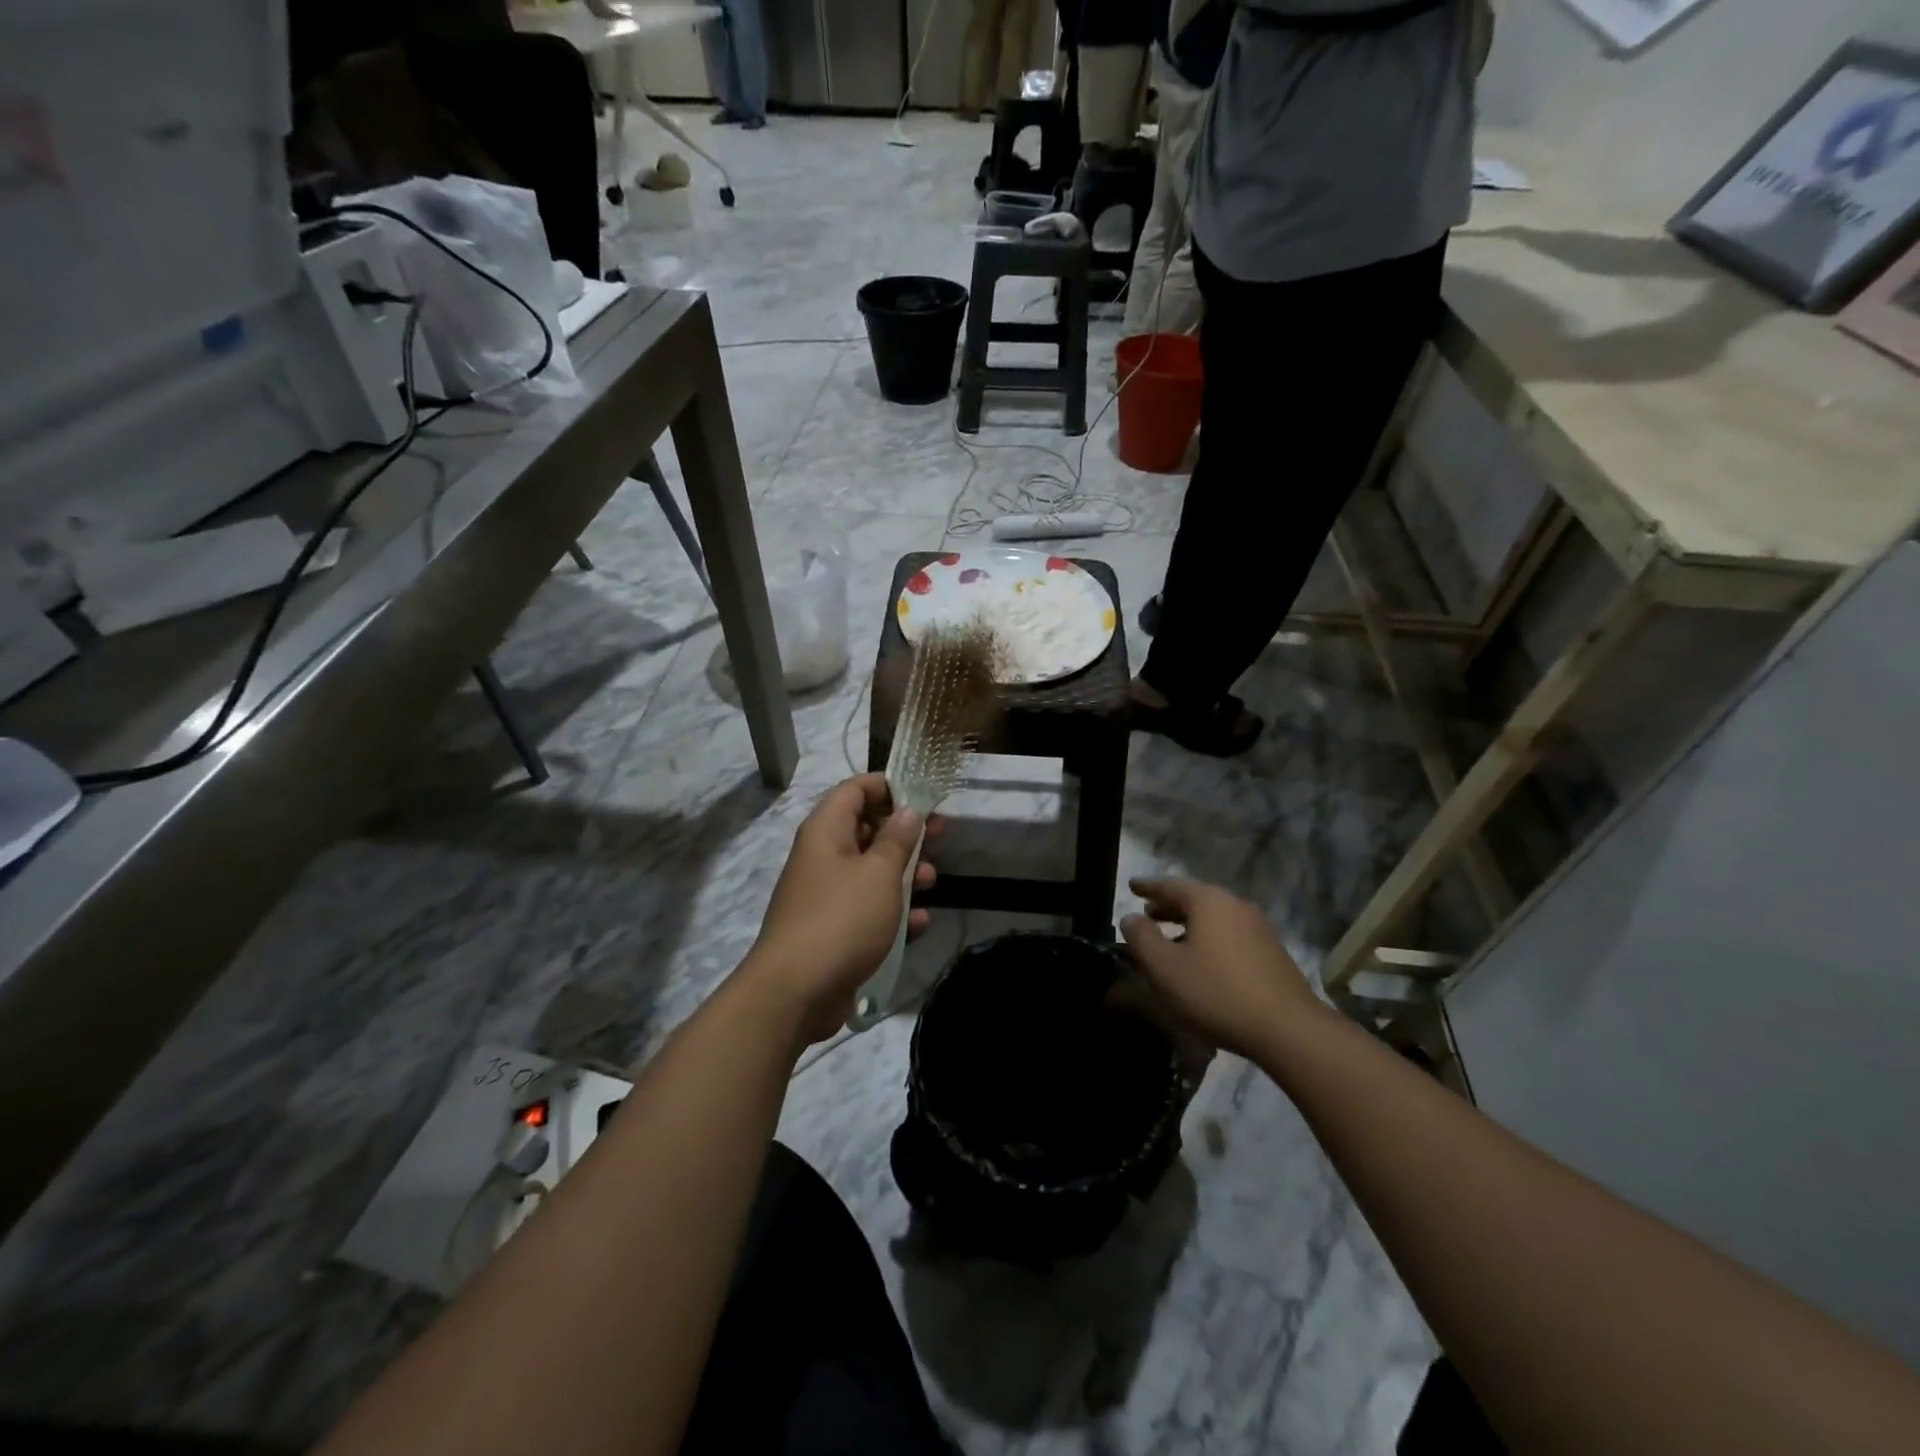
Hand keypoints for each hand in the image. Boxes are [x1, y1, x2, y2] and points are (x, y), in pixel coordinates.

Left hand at [738, 774, 938, 1045]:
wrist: (795, 992)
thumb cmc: (842, 919)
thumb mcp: (880, 874)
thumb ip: (897, 839)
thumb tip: (907, 810)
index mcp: (826, 831)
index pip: (854, 789)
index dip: (888, 786)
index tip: (922, 796)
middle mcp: (822, 855)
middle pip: (866, 828)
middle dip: (904, 832)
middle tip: (940, 836)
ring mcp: (825, 893)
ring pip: (870, 870)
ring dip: (903, 873)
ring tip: (932, 882)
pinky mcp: (832, 928)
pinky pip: (866, 908)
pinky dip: (892, 911)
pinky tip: (919, 924)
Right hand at [1119, 878, 1329, 1060]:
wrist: (1288, 1029)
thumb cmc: (1216, 992)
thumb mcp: (1165, 968)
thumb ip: (1142, 938)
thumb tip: (1131, 918)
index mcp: (1208, 901)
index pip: (1170, 885)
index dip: (1147, 887)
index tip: (1132, 886)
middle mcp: (1235, 905)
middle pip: (1195, 899)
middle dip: (1169, 906)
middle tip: (1148, 913)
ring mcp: (1258, 928)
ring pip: (1214, 918)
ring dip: (1189, 925)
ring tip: (1171, 940)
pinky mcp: (1272, 952)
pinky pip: (1230, 935)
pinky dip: (1209, 939)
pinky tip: (1202, 961)